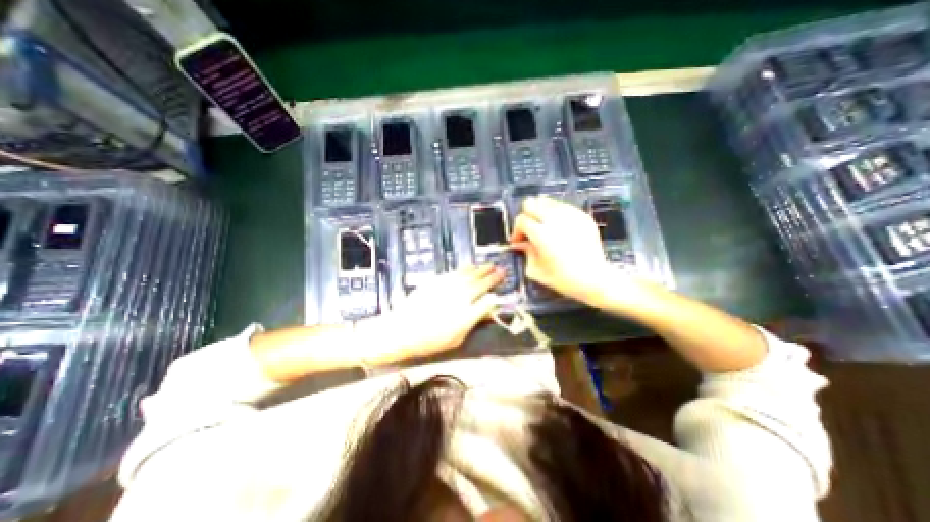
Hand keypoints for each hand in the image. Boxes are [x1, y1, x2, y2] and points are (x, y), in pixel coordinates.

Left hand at [382, 267, 504, 359]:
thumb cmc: (431, 340)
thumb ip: (474, 320)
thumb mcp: (457, 338)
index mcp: (467, 313)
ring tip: (489, 264)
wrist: (402, 329)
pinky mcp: (437, 281)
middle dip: (492, 276)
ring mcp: (448, 286)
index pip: (487, 299)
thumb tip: (489, 309)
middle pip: (480, 283)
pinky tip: (470, 266)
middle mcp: (460, 296)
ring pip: (468, 274)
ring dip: (480, 269)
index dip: (496, 291)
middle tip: (501, 269)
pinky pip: (455, 272)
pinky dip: (465, 268)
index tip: (501, 286)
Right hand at [512, 195, 616, 305]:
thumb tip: (521, 243)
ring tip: (543, 226)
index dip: (516, 230)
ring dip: (540, 212)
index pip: (521, 219)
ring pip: (547, 201)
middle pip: (531, 203)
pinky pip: (563, 206)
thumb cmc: (563, 279)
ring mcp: (570, 215)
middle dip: (526, 216)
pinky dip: (556, 214)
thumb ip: (525, 252)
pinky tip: (558, 228)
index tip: (518, 241)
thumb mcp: (536, 270)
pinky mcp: (582, 215)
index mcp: (541, 234)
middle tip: (529, 229)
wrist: (594, 278)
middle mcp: (554, 220)